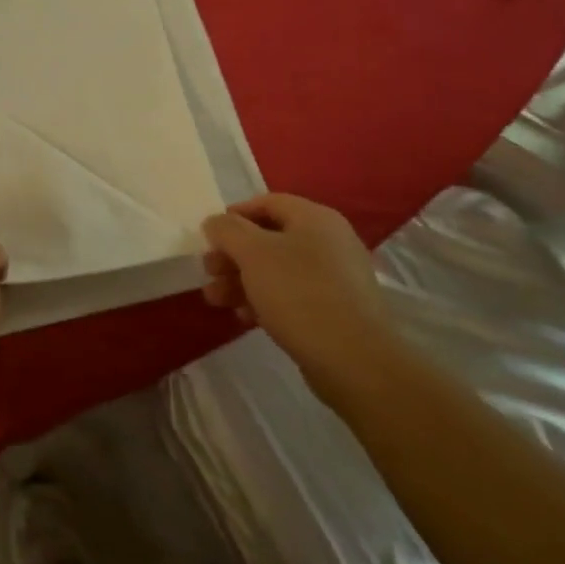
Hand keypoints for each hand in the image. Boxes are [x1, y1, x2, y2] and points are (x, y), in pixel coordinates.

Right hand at [201, 194, 403, 406]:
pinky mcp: (335, 310)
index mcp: (315, 218)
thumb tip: (215, 222)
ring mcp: (335, 277)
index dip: (234, 215)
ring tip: (216, 299)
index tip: (209, 236)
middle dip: (233, 254)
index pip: (267, 202)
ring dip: (242, 280)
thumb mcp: (253, 253)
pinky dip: (266, 300)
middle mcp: (329, 241)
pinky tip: (246, 318)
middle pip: (269, 238)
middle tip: (209, 271)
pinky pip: (293, 295)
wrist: (354, 361)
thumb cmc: (299, 294)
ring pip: (277, 269)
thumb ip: (227, 230)